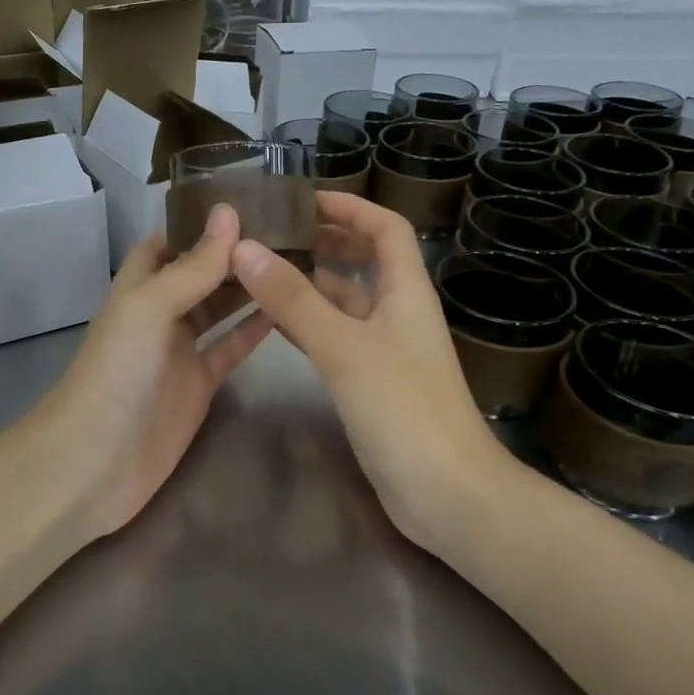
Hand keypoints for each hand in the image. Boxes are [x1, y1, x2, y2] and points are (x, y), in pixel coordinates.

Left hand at [32, 203, 273, 538]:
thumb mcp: (151, 307)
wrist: (96, 461)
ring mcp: (181, 348)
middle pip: (202, 271)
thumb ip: (193, 265)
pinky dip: (256, 330)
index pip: (173, 239)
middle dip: (238, 252)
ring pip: (221, 307)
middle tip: (292, 230)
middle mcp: (161, 310)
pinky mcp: (201, 383)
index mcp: (141, 284)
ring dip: (251, 286)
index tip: (254, 200)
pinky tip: (289, 309)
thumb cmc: (117, 372)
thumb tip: (229, 212)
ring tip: (299, 260)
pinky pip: (232, 348)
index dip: (204, 221)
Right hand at [232, 192, 506, 545]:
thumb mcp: (345, 347)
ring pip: (346, 302)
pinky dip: (308, 323)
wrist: (447, 495)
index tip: (303, 198)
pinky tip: (273, 322)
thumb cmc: (404, 410)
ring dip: (311, 283)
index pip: (386, 228)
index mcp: (405, 292)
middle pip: (365, 261)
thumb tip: (246, 248)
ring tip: (261, 270)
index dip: (350, 207)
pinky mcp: (372, 384)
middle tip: (272, 233)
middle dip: (325, 241)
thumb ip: (295, 299)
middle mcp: (398, 313)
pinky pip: (336, 338)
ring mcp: (386, 351)